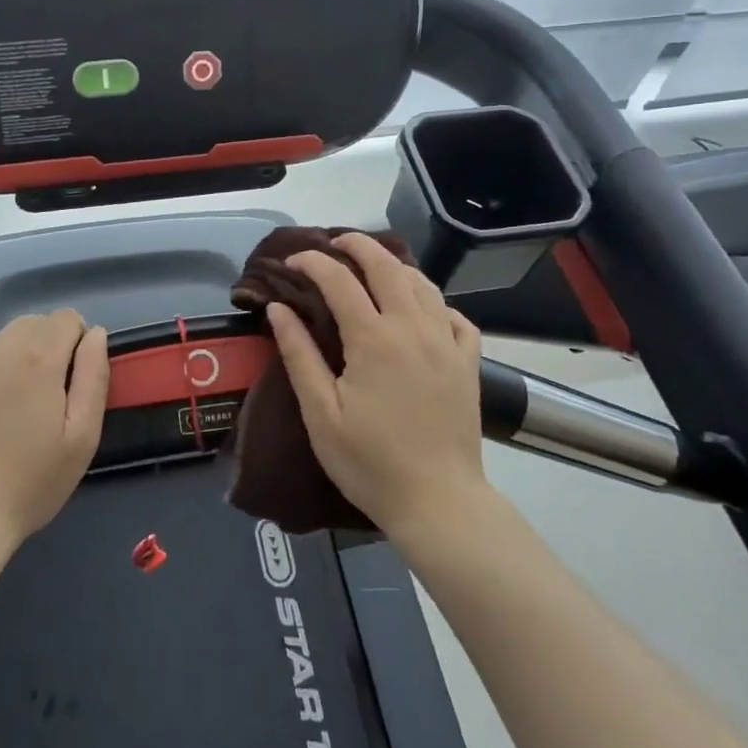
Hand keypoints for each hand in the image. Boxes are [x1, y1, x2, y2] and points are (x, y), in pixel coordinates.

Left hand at [0, 311, 108, 558]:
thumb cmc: (30, 482)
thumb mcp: (82, 437)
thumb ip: (94, 376)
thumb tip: (95, 334)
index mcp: (38, 357)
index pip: (67, 318)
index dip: (76, 342)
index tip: (72, 380)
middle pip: (32, 324)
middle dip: (45, 347)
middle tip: (43, 396)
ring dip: (10, 359)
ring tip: (7, 406)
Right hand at [267, 235, 486, 537]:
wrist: (438, 502)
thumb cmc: (370, 462)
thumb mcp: (320, 413)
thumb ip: (299, 355)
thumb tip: (279, 308)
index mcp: (374, 338)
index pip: (339, 280)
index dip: (312, 263)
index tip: (291, 262)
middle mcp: (413, 328)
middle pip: (386, 266)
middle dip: (357, 246)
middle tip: (333, 244)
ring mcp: (447, 343)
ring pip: (423, 284)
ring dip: (394, 267)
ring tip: (372, 268)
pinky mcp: (468, 363)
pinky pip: (455, 315)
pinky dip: (434, 301)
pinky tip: (422, 310)